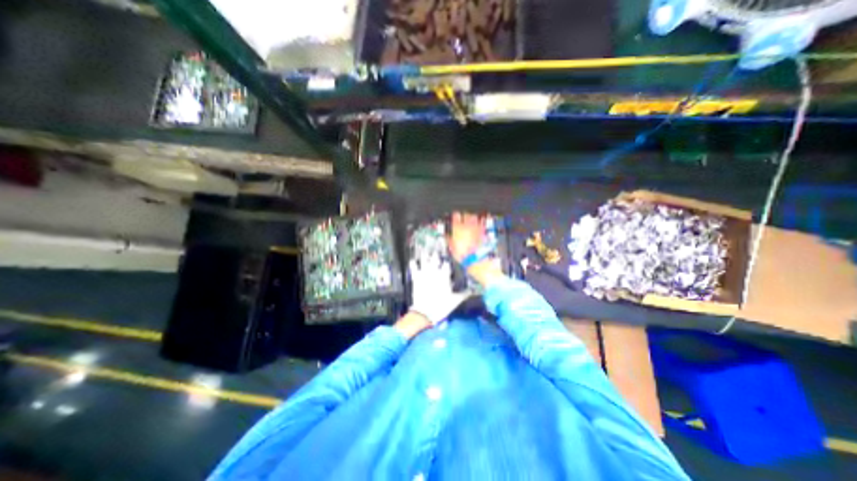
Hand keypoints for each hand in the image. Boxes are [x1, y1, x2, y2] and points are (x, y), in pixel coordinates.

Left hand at [406, 254, 468, 323]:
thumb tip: (473, 290)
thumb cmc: (441, 307)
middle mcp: (434, 273)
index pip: (446, 265)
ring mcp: (424, 275)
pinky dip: (413, 264)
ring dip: (425, 256)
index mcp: (444, 277)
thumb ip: (464, 294)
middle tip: (435, 251)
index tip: (447, 261)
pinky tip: (412, 261)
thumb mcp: (455, 301)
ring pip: (424, 261)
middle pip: (435, 259)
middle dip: (435, 255)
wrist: (425, 313)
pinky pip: (414, 268)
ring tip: (425, 251)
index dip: (446, 262)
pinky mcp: (416, 279)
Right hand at [451, 211, 503, 287]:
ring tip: (472, 218)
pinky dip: (481, 222)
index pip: (456, 215)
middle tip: (464, 216)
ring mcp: (477, 228)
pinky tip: (480, 222)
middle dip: (465, 214)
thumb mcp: (451, 248)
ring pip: (475, 216)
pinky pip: (482, 223)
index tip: (455, 215)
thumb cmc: (463, 256)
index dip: (455, 215)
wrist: (476, 260)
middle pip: (466, 213)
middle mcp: (467, 226)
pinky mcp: (484, 232)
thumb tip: (447, 236)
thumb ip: (449, 239)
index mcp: (458, 228)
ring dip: (473, 216)